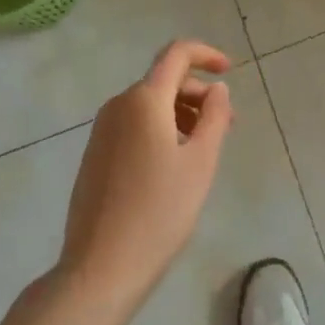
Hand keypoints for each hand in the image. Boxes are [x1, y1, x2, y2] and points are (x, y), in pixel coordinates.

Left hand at [57, 40, 233, 310]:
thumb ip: (214, 117)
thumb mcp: (200, 163)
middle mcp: (118, 105)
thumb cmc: (158, 212)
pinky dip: (159, 130)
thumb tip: (217, 88)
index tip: (228, 70)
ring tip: (203, 149)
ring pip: (149, 105)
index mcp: (144, 100)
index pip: (176, 54)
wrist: (99, 269)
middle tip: (226, 126)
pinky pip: (133, 125)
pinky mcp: (95, 155)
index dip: (206, 54)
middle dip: (198, 94)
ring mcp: (102, 131)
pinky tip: (173, 165)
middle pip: (164, 81)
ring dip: (180, 114)